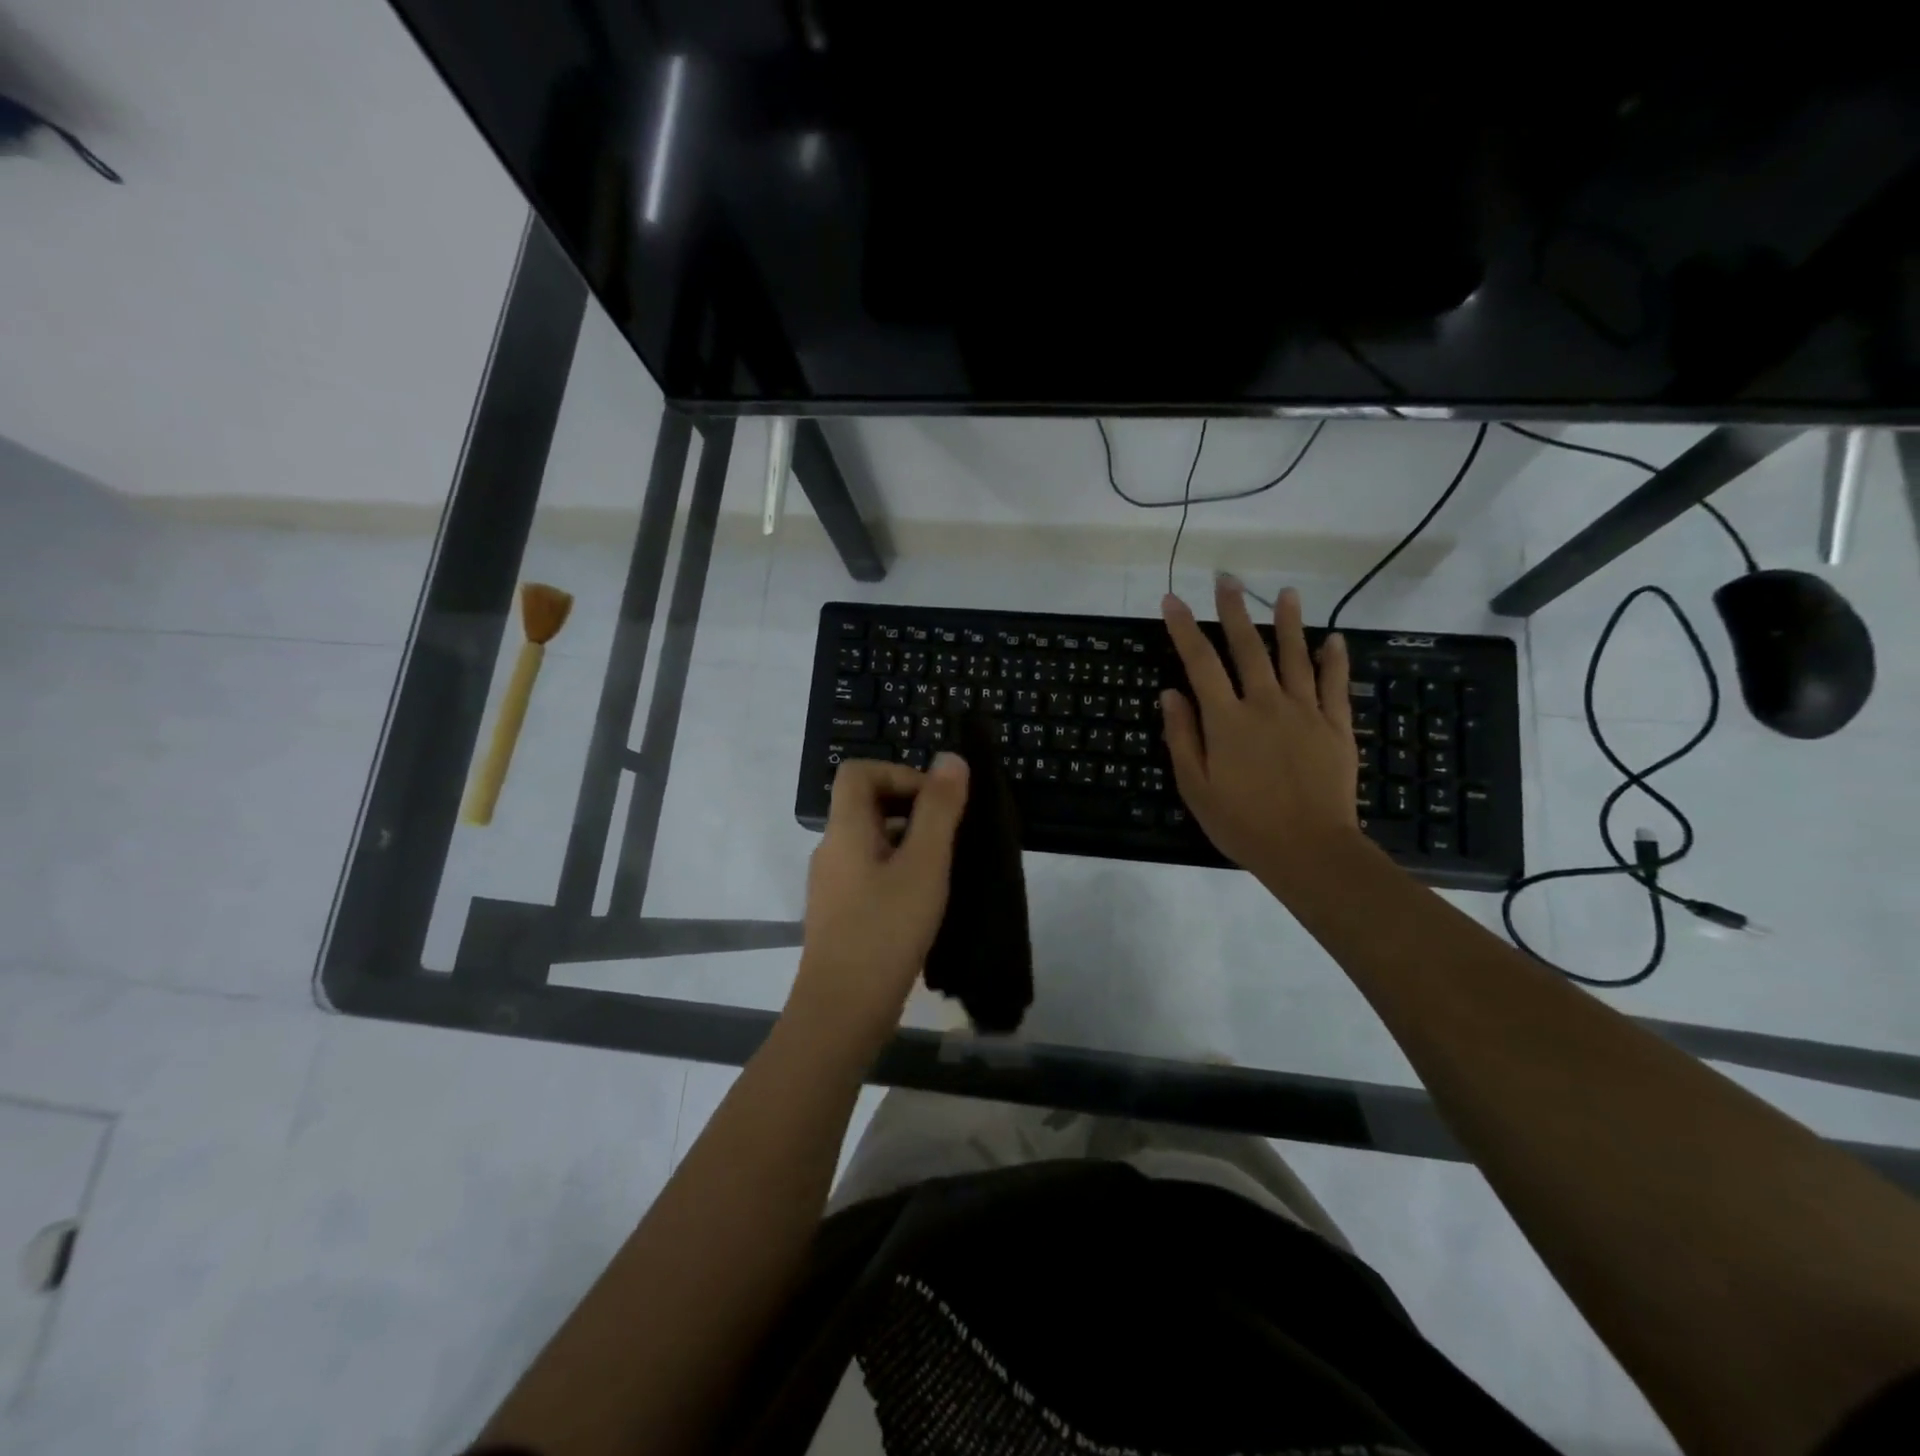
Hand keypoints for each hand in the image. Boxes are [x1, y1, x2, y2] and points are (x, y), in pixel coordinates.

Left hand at [787, 754, 969, 1057]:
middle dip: (912, 809)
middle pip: (866, 804)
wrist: (842, 1012)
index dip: (899, 774)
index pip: (859, 772)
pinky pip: (871, 872)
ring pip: (872, 841)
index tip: (935, 803)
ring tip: (945, 871)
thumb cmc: (885, 930)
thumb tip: (951, 758)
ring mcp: (833, 884)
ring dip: (909, 843)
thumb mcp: (924, 865)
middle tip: (949, 837)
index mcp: (845, 830)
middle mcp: (832, 850)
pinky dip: (899, 871)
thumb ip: (939, 810)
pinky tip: (925, 902)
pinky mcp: (841, 913)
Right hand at [1160, 578, 1362, 884]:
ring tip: (1284, 592)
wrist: (1309, 849)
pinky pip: (1334, 684)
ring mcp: (1305, 711)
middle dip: (1234, 610)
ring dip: (1288, 621)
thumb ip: (1182, 737)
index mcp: (1226, 720)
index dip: (1184, 629)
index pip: (1200, 663)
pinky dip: (1333, 658)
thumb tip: (1170, 693)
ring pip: (1295, 656)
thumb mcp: (1196, 787)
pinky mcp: (1335, 726)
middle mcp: (1265, 704)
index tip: (1172, 600)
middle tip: (1226, 578)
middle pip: (1247, 647)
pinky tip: (1332, 638)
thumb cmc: (1242, 823)